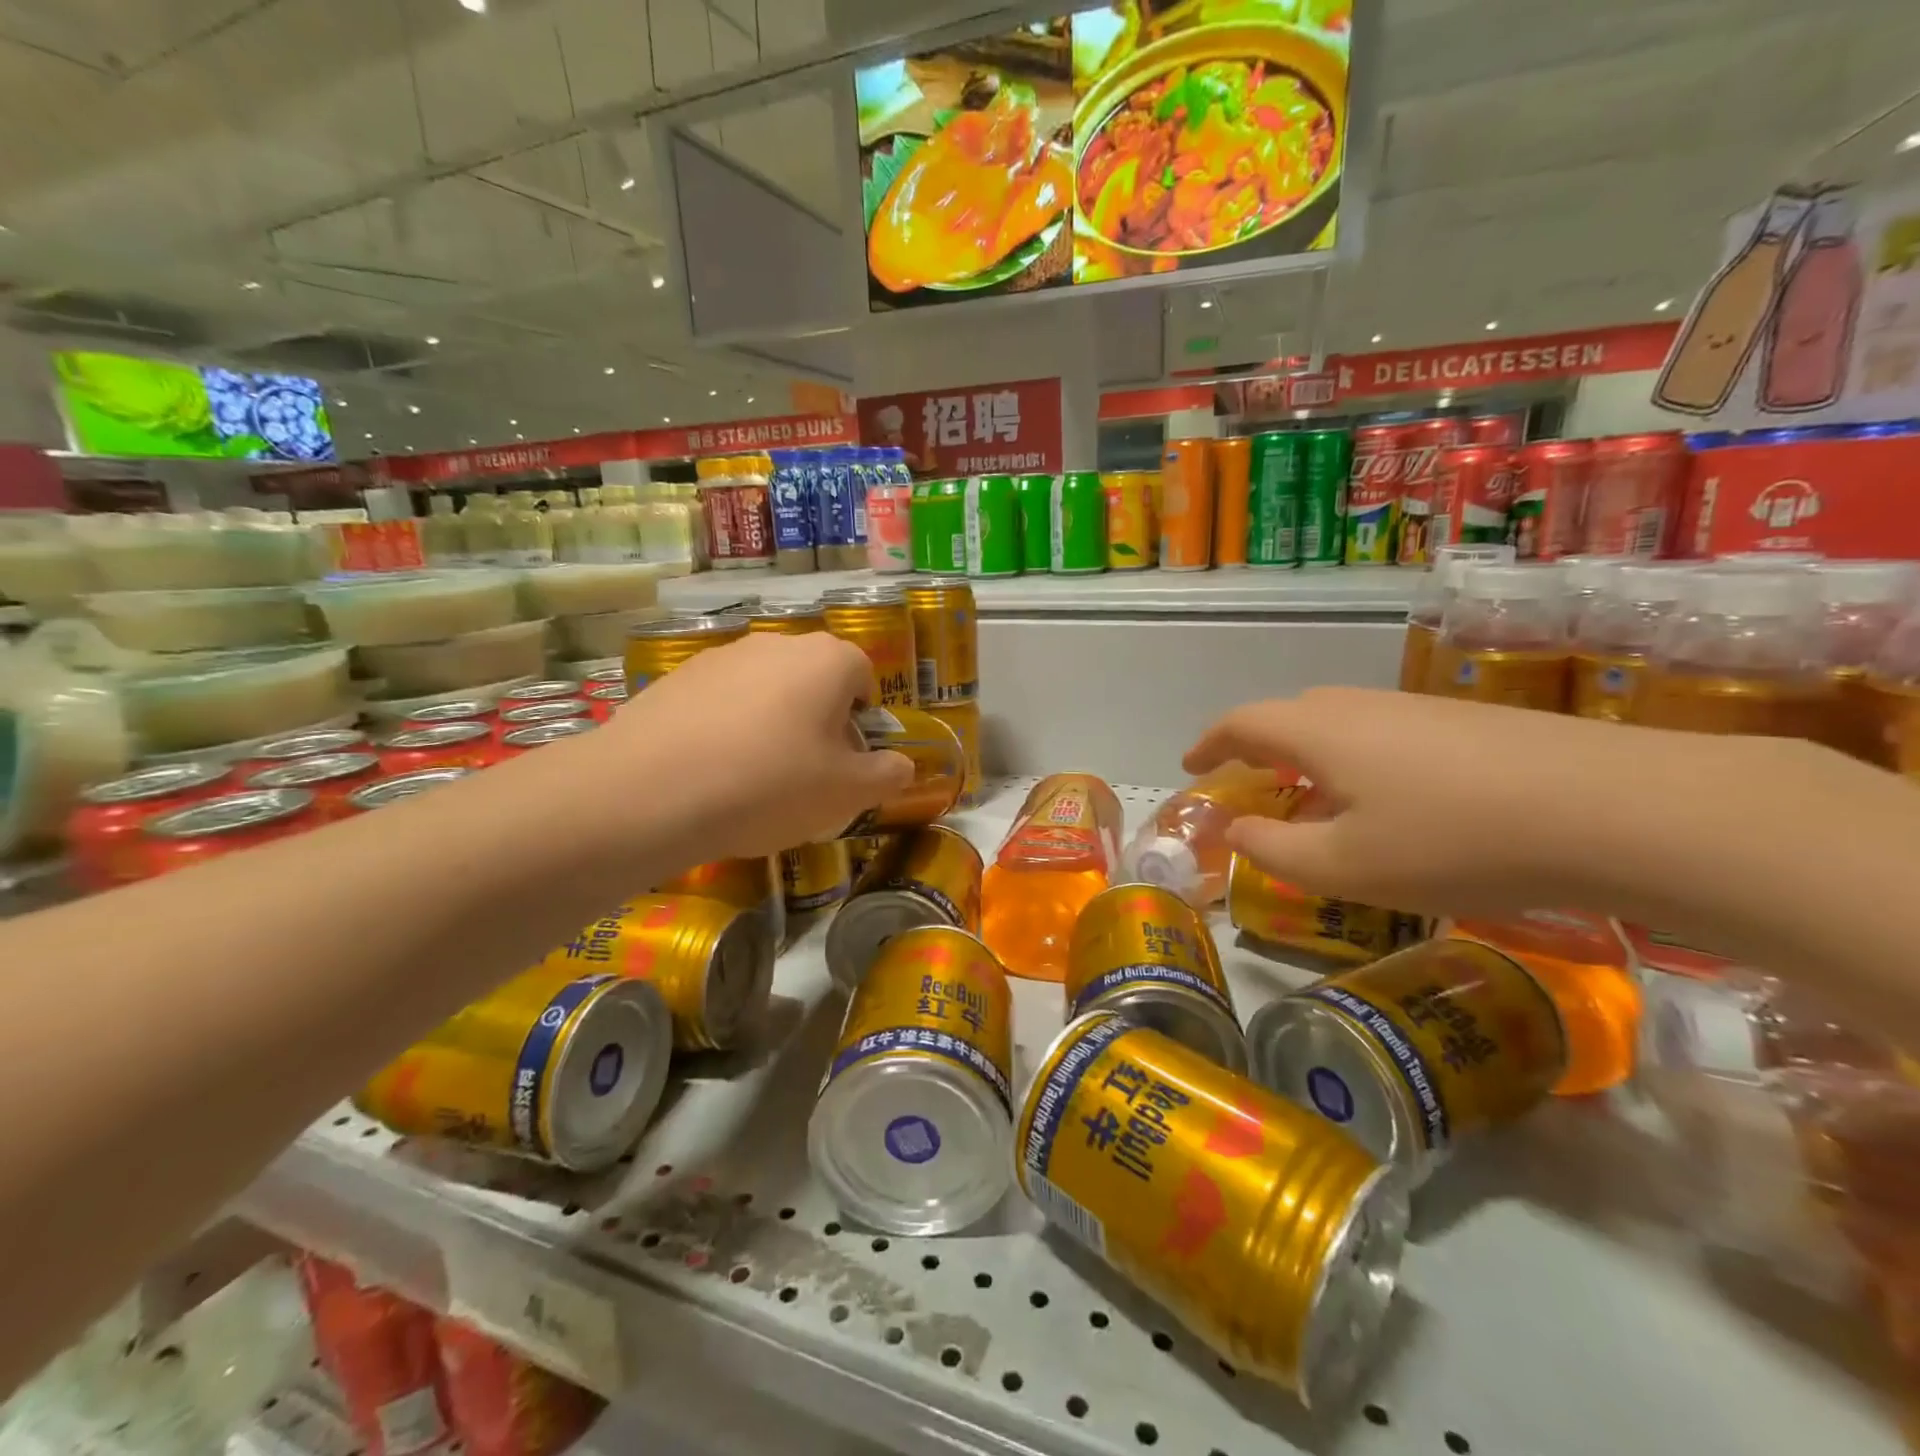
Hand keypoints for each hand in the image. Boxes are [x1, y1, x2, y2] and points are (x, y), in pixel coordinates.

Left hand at [604, 632, 914, 860]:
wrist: (651, 792)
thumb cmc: (770, 785)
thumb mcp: (847, 793)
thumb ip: (887, 775)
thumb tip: (902, 765)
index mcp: (827, 660)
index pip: (864, 676)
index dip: (862, 720)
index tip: (846, 760)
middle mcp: (776, 643)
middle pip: (814, 680)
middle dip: (818, 720)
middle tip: (805, 772)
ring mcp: (721, 656)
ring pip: (765, 690)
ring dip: (771, 723)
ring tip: (752, 778)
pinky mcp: (675, 677)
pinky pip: (719, 702)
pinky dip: (725, 729)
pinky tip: (710, 772)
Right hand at [1184, 686, 1777, 919]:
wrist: (1617, 809)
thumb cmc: (1453, 841)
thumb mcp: (1344, 867)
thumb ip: (1273, 850)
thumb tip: (1236, 831)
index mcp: (1318, 733)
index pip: (1241, 724)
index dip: (1208, 743)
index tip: (1190, 765)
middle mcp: (1361, 708)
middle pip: (1291, 717)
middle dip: (1258, 750)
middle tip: (1251, 787)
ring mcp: (1419, 710)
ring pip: (1342, 726)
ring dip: (1311, 759)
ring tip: (1317, 804)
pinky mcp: (1470, 724)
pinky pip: (1386, 736)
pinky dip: (1360, 763)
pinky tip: (1392, 806)